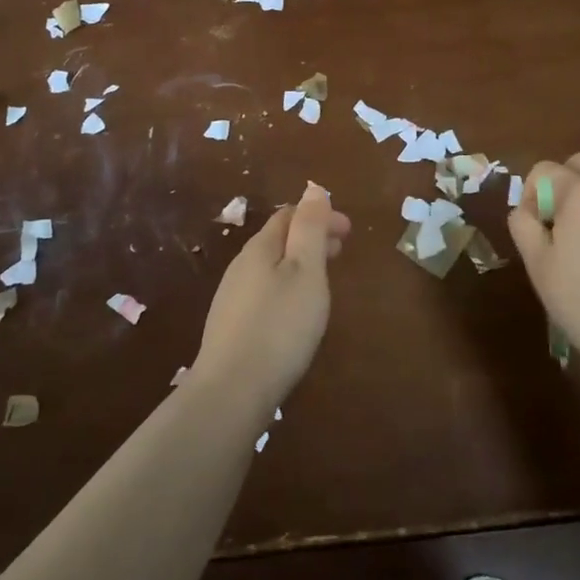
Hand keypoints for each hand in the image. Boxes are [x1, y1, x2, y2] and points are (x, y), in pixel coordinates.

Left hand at [191, 182, 350, 414]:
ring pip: (271, 266)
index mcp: (260, 248)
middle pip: (279, 240)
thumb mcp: (305, 272)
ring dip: (299, 263)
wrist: (231, 391)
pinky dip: (287, 286)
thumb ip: (310, 229)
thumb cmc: (279, 326)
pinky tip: (296, 311)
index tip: (348, 230)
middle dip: (310, 238)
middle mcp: (241, 266)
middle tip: (341, 251)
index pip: (289, 215)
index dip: (319, 216)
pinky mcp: (231, 326)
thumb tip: (313, 188)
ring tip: (324, 279)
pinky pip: (264, 291)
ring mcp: (232, 297)